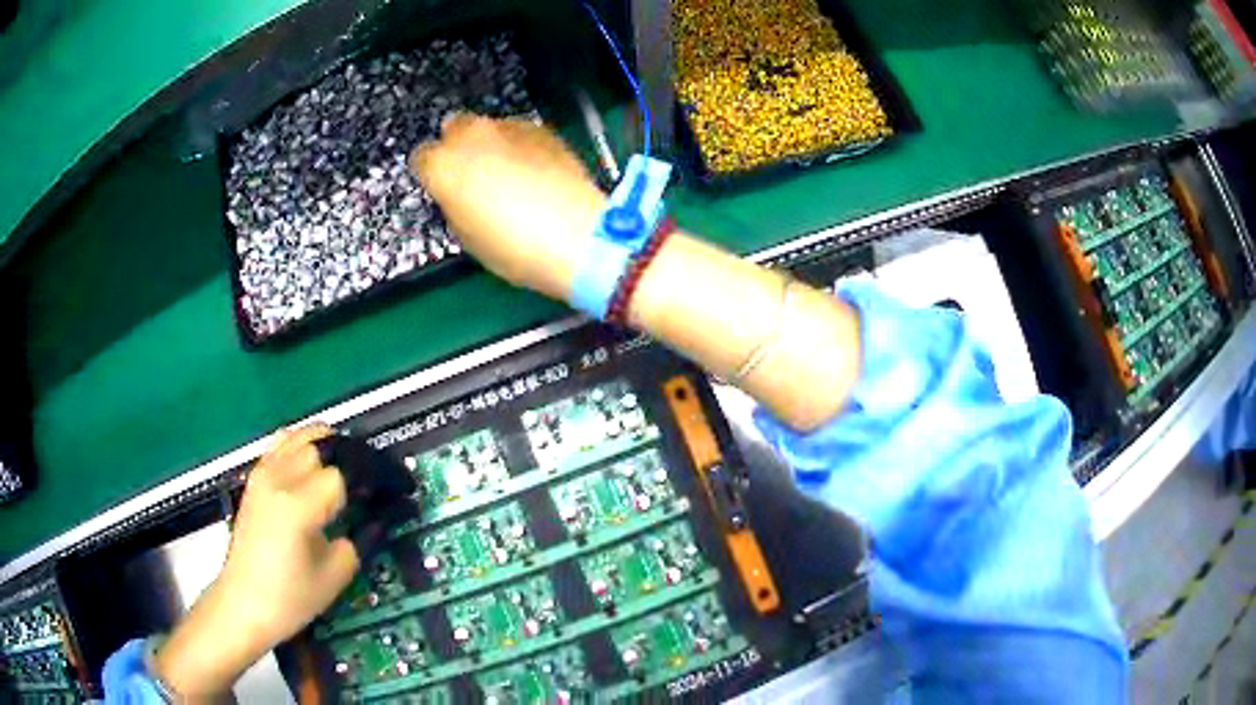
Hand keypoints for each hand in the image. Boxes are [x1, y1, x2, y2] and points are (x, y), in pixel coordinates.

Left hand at [155, 425, 358, 699]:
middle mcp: (279, 477)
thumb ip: (361, 538)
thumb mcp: (336, 575)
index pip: (347, 474)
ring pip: (303, 436)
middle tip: (375, 485)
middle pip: (326, 445)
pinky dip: (306, 447)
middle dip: (356, 460)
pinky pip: (284, 444)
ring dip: (331, 448)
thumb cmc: (290, 599)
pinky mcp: (255, 477)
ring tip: (349, 474)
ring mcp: (263, 473)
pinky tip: (316, 470)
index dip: (376, 480)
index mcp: (299, 505)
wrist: (242, 604)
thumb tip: (383, 514)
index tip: (399, 492)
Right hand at [410, 114, 606, 299]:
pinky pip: (519, 133)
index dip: (431, 173)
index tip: (442, 187)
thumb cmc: (513, 248)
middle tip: (474, 175)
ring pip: (488, 127)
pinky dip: (520, 146)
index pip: (421, 157)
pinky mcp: (542, 129)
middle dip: (459, 146)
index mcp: (443, 165)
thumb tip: (459, 192)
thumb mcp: (466, 235)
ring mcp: (509, 127)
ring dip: (491, 144)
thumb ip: (454, 203)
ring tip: (510, 173)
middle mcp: (471, 136)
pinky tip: (535, 171)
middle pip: (454, 127)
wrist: (576, 235)